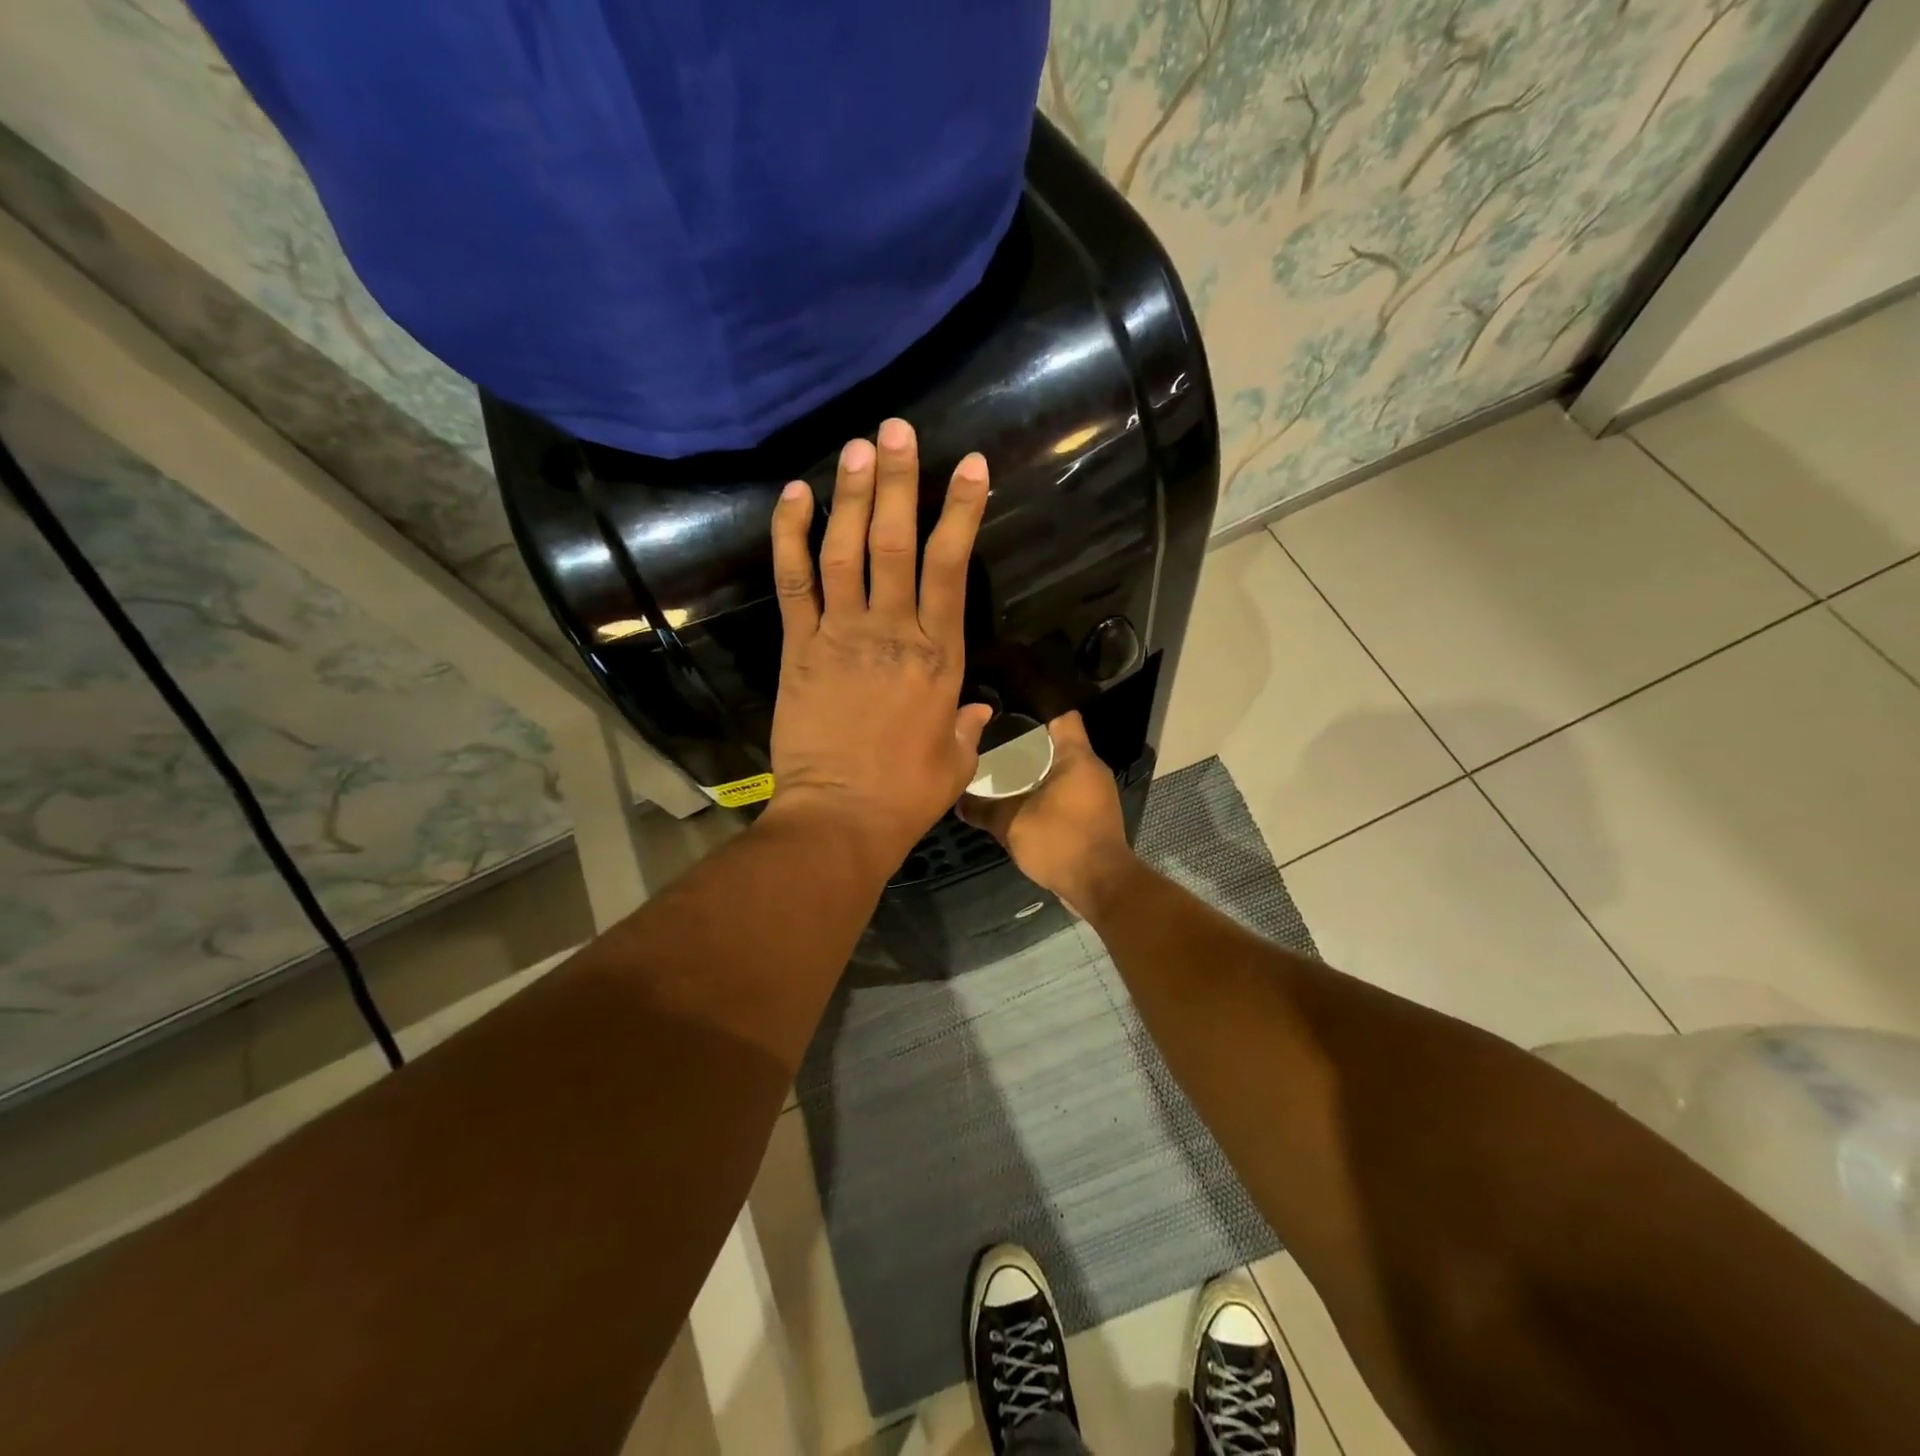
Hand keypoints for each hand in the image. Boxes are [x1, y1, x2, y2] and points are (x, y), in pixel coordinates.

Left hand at [765, 418, 994, 871]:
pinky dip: (790, 535)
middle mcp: (892, 631)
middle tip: (896, 429)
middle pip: (897, 541)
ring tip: (856, 445)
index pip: (953, 567)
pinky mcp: (799, 648)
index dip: (961, 511)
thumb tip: (975, 708)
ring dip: (851, 494)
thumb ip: (967, 725)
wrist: (841, 819)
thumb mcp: (957, 761)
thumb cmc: (907, 795)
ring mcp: (840, 634)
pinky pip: (794, 581)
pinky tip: (794, 495)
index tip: (970, 467)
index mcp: (939, 655)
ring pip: (846, 549)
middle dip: (899, 480)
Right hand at [959, 712, 1135, 917]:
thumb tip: (958, 802)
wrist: (1101, 884)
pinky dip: (1049, 792)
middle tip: (997, 741)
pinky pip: (1070, 792)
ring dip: (1040, 771)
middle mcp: (1092, 769)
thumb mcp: (1012, 823)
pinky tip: (1024, 800)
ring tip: (1005, 770)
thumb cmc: (1060, 840)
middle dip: (1031, 743)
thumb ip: (984, 809)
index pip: (1063, 715)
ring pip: (1065, 770)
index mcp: (1077, 758)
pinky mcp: (1097, 815)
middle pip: (1062, 743)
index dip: (1038, 708)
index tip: (1011, 710)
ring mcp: (1098, 793)